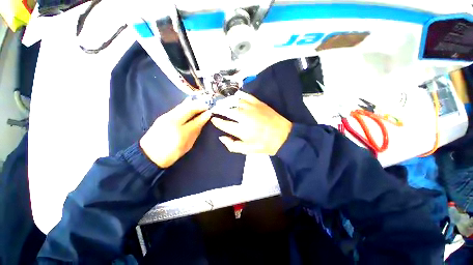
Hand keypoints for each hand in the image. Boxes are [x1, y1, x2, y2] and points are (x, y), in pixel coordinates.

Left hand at [140, 98, 211, 167]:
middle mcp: (173, 119)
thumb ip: (196, 130)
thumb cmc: (171, 152)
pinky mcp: (163, 116)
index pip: (195, 118)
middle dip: (199, 104)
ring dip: (192, 103)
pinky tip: (190, 105)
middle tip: (207, 104)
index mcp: (180, 129)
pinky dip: (186, 105)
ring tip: (200, 103)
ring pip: (182, 106)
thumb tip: (204, 119)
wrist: (149, 155)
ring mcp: (166, 116)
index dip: (204, 113)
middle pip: (188, 107)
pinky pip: (177, 108)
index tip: (210, 111)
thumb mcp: (187, 144)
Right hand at [211, 91, 291, 154]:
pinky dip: (238, 96)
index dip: (216, 121)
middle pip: (226, 110)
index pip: (223, 123)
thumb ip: (232, 145)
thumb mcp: (248, 150)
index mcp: (241, 129)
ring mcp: (251, 107)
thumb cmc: (264, 144)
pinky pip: (245, 95)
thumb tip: (221, 137)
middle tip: (215, 110)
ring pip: (234, 102)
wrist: (283, 135)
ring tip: (223, 104)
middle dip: (218, 110)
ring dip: (226, 103)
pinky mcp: (258, 102)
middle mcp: (244, 116)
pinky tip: (235, 98)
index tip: (213, 119)